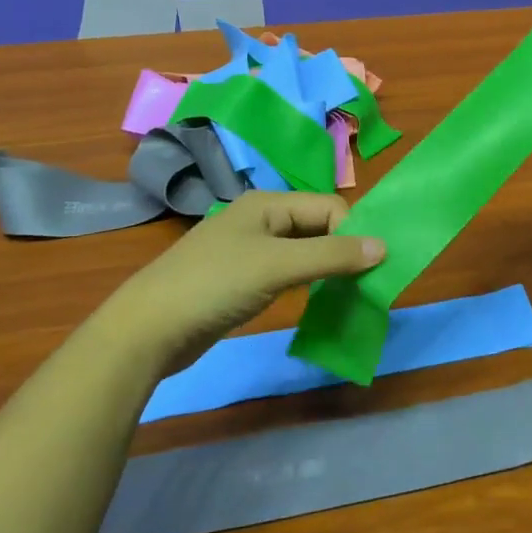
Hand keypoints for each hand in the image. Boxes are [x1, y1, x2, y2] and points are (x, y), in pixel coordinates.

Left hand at [107, 192, 385, 373]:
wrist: (148, 329)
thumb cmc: (215, 285)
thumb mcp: (278, 266)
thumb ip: (331, 255)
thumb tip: (383, 246)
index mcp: (268, 203)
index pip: (329, 207)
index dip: (351, 233)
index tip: (366, 270)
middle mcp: (260, 218)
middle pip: (317, 225)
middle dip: (341, 250)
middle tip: (362, 284)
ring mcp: (248, 249)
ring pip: (302, 250)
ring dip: (325, 268)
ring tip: (344, 294)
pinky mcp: (240, 278)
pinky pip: (286, 271)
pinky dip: (304, 283)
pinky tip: (312, 301)